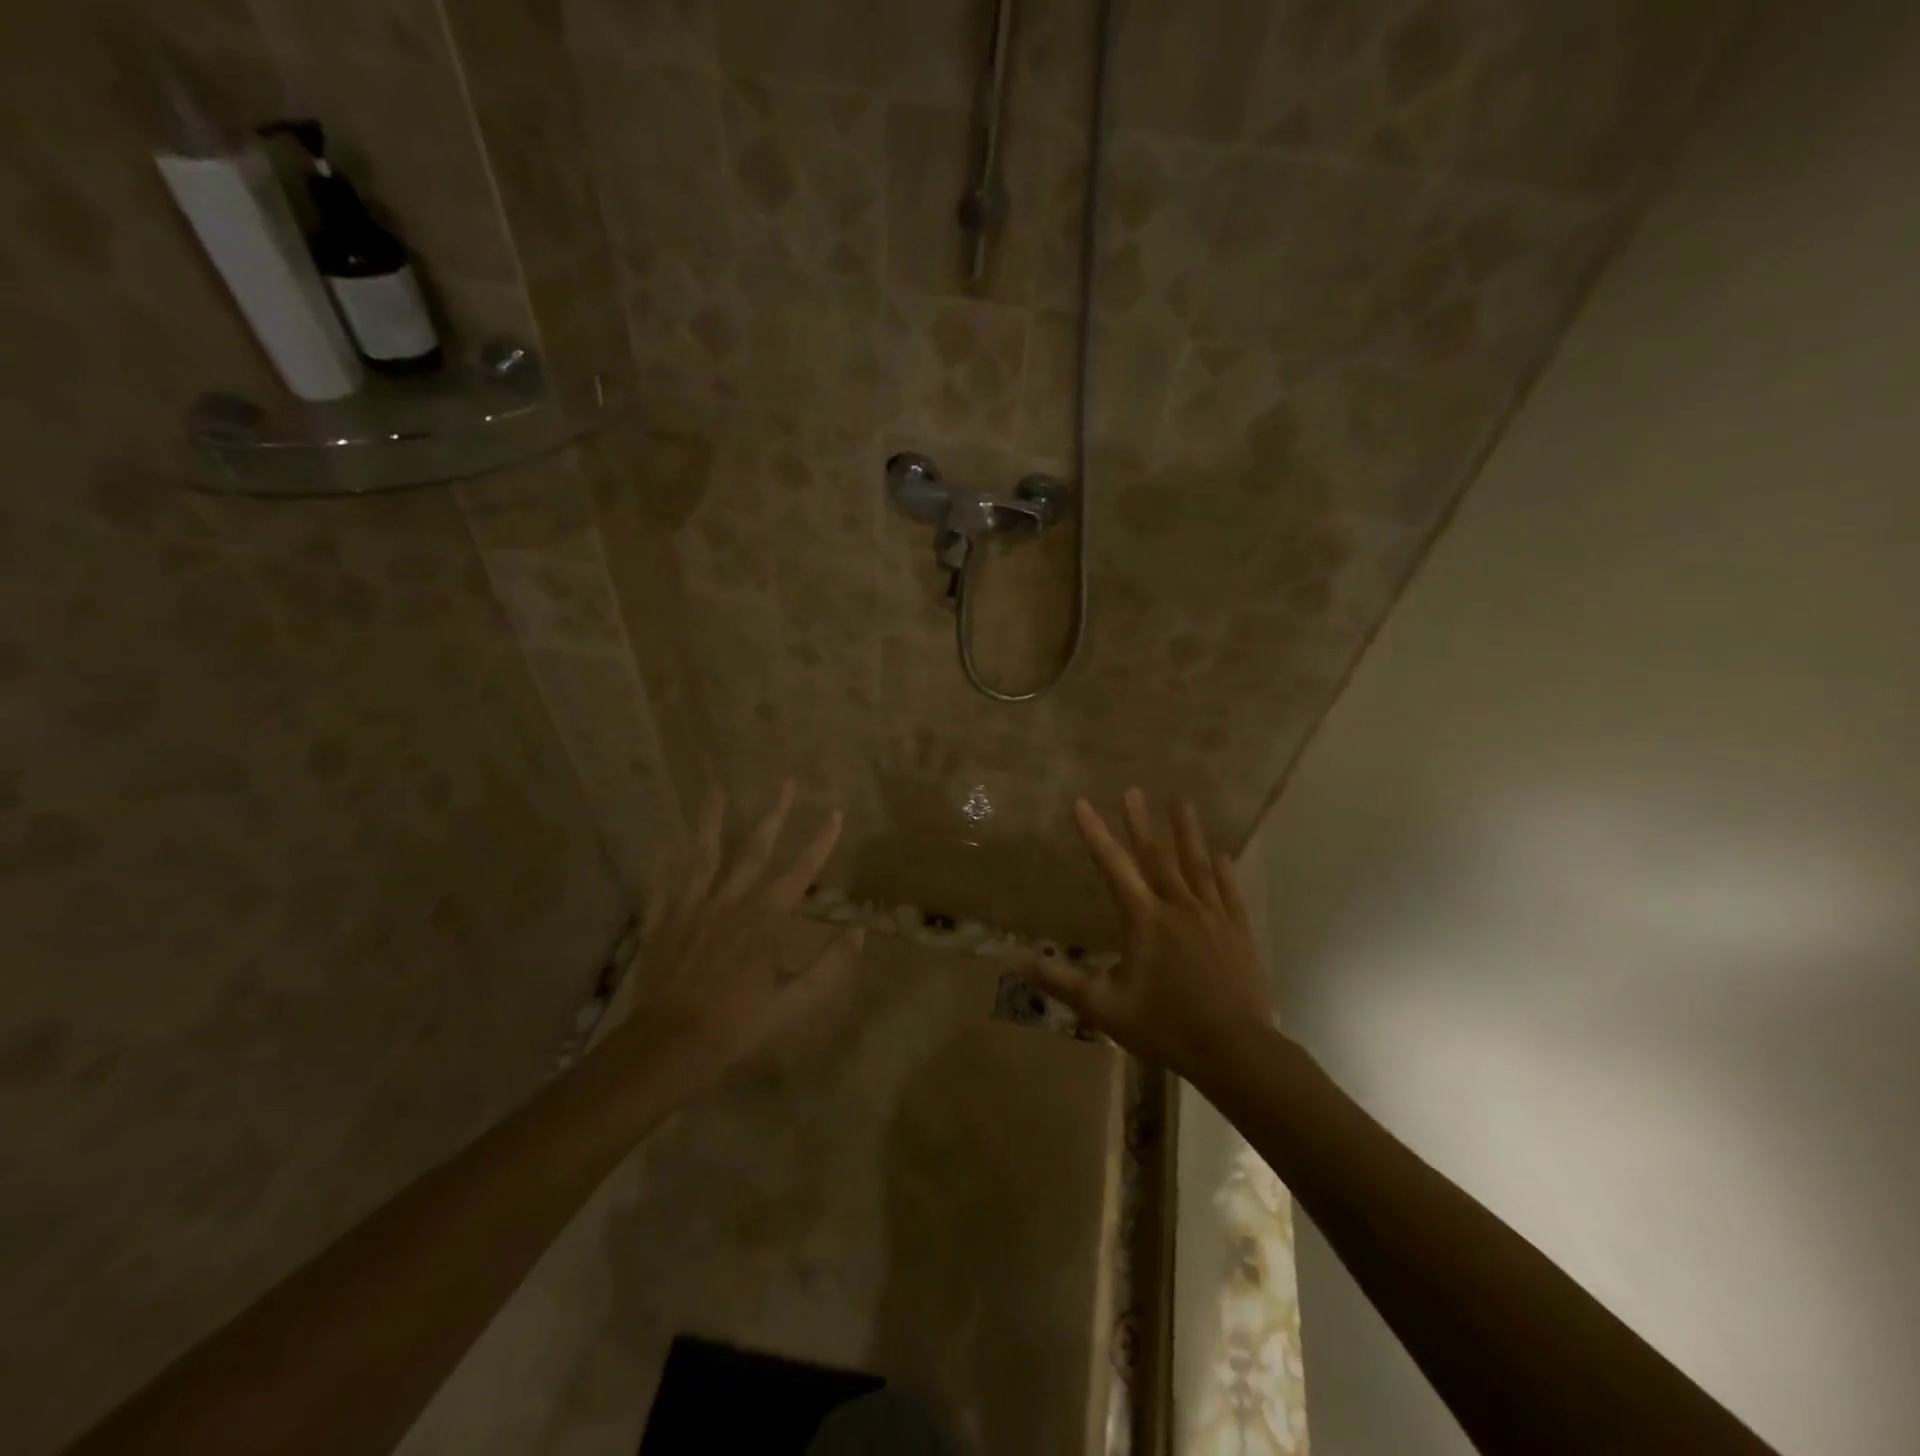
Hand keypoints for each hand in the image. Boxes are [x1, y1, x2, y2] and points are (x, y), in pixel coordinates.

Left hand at [616, 781, 864, 1097]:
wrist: (670, 1044)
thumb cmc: (738, 1024)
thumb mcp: (795, 1002)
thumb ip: (829, 965)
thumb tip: (860, 932)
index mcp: (764, 918)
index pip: (800, 871)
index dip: (821, 841)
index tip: (835, 812)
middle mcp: (729, 902)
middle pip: (754, 849)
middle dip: (774, 813)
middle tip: (784, 780)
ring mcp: (691, 908)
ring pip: (704, 855)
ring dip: (712, 820)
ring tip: (715, 788)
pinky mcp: (662, 923)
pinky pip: (663, 885)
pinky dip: (665, 862)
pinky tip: (665, 841)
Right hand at [1032, 790, 1273, 1079]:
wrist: (1235, 1051)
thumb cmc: (1166, 1027)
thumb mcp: (1105, 1008)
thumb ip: (1063, 982)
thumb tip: (1019, 961)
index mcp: (1144, 920)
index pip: (1113, 867)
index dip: (1095, 834)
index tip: (1082, 803)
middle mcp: (1178, 907)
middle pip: (1156, 856)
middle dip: (1141, 822)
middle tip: (1133, 791)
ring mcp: (1213, 917)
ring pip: (1197, 866)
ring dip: (1187, 833)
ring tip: (1182, 804)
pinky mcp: (1238, 933)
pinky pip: (1230, 893)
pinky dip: (1224, 872)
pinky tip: (1223, 856)